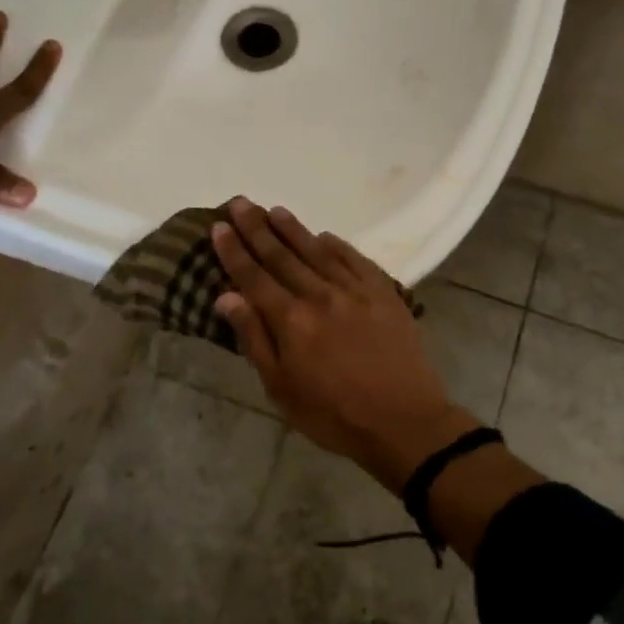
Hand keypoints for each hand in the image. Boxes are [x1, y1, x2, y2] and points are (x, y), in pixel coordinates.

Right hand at [211, 200, 473, 492]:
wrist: (403, 420)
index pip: (255, 277)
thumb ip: (255, 338)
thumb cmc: (333, 414)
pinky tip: (324, 235)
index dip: (235, 251)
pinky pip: (355, 259)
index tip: (219, 226)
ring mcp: (356, 290)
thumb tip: (227, 296)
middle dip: (258, 228)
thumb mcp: (282, 388)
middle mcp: (320, 295)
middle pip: (283, 256)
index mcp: (291, 320)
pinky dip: (337, 245)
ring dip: (293, 229)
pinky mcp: (384, 292)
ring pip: (317, 251)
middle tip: (241, 203)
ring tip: (274, 210)